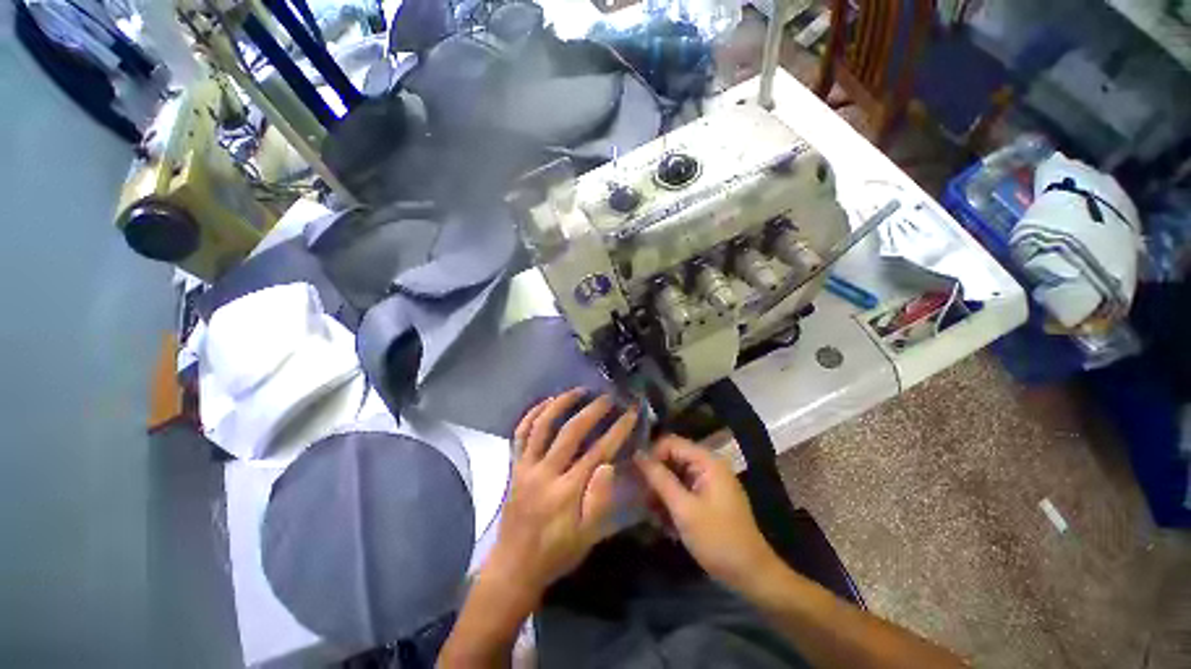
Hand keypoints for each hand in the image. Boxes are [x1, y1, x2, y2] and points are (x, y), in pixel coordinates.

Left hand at [484, 389, 638, 602]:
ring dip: (561, 403)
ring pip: (542, 425)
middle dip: (592, 410)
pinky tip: (546, 402)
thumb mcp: (587, 537)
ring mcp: (526, 466)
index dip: (617, 429)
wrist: (514, 566)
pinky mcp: (515, 465)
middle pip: (570, 432)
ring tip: (578, 390)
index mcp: (567, 491)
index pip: (598, 451)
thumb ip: (600, 501)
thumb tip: (609, 465)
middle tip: (607, 397)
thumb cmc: (556, 553)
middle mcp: (545, 472)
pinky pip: (520, 433)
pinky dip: (532, 414)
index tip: (631, 413)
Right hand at [635, 435, 780, 592]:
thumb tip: (637, 455)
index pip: (671, 443)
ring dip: (661, 492)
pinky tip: (664, 522)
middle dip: (656, 476)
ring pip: (675, 475)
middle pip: (672, 458)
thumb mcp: (684, 509)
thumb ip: (660, 479)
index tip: (637, 476)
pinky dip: (672, 502)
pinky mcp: (708, 498)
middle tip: (641, 497)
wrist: (751, 575)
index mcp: (707, 462)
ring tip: (652, 513)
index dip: (652, 455)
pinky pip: (683, 490)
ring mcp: (709, 483)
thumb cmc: (717, 539)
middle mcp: (708, 466)